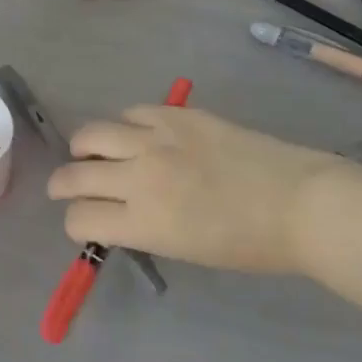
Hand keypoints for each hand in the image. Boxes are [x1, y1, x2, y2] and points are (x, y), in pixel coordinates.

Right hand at [46, 105, 348, 273]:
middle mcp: (140, 176)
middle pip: (75, 174)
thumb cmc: (250, 244)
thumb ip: (143, 228)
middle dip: (62, 185)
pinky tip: (136, 135)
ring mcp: (156, 139)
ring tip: (91, 152)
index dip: (74, 223)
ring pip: (92, 133)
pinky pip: (131, 113)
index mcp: (144, 222)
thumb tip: (118, 213)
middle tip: (65, 187)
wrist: (299, 202)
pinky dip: (125, 126)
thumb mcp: (185, 249)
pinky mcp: (176, 114)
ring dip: (84, 148)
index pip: (80, 218)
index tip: (81, 224)